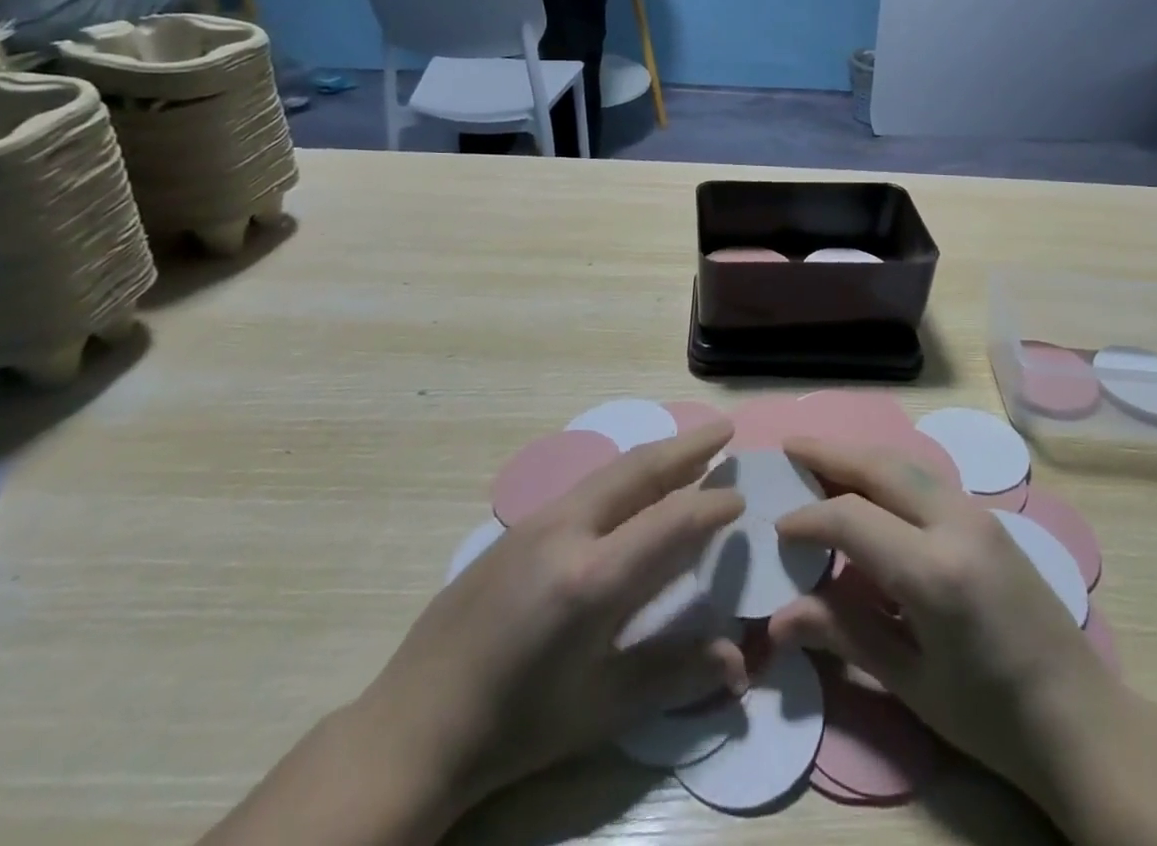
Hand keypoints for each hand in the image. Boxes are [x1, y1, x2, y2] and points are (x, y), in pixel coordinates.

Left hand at [356, 423, 747, 818]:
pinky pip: (586, 486)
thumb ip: (674, 673)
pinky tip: (633, 488)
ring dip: (656, 455)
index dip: (712, 506)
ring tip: (691, 450)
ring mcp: (538, 521)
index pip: (672, 522)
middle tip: (725, 430)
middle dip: (689, 447)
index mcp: (593, 578)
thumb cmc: (518, 724)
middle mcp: (568, 530)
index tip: (741, 499)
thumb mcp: (601, 708)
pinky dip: (624, 475)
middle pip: (640, 470)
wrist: (415, 724)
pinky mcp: (518, 526)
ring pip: (611, 471)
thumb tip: (740, 662)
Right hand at [768, 439, 1116, 821]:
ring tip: (819, 456)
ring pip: (905, 463)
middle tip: (788, 447)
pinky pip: (926, 478)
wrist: (1081, 720)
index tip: (777, 528)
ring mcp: (978, 514)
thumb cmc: (992, 718)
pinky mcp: (989, 517)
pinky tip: (869, 484)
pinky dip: (887, 470)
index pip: (851, 518)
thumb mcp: (911, 682)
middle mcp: (956, 524)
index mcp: (934, 572)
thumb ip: (843, 634)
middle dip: (829, 453)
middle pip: (880, 466)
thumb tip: (776, 619)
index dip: (808, 519)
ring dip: (859, 455)